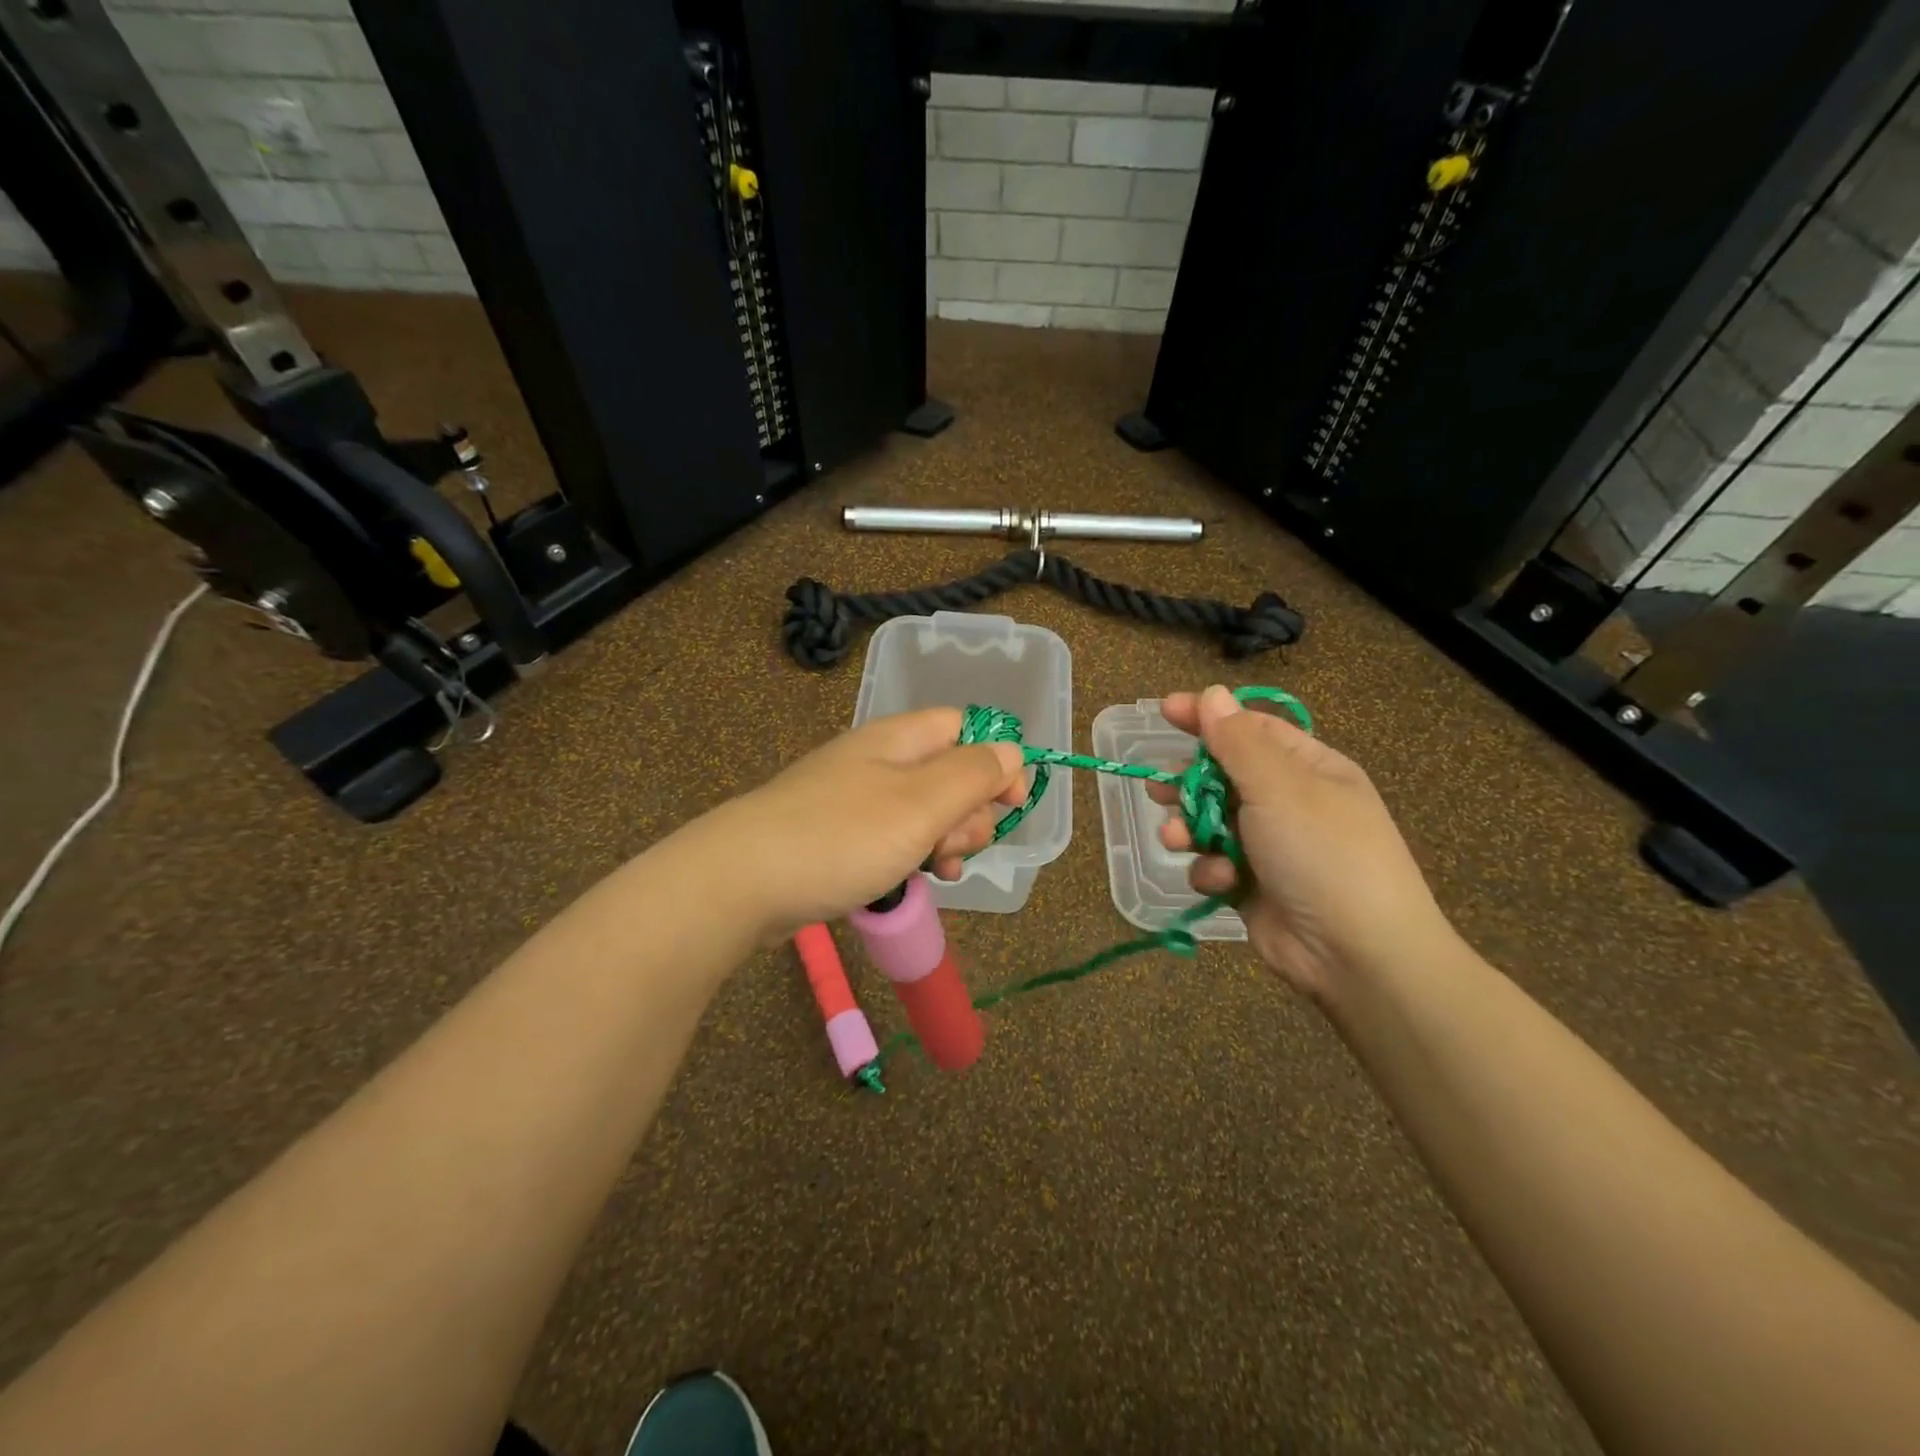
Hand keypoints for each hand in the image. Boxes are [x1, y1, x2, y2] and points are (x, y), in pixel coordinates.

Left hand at [717, 708, 1026, 938]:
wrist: (741, 882)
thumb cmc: (841, 837)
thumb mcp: (920, 804)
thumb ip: (973, 774)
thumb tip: (1012, 752)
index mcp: (899, 739)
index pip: (965, 728)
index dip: (997, 760)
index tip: (1010, 803)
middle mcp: (880, 761)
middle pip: (950, 772)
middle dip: (970, 811)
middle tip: (954, 846)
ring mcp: (857, 799)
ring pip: (925, 811)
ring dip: (946, 839)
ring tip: (939, 870)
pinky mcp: (841, 836)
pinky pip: (896, 837)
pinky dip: (915, 855)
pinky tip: (920, 880)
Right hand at [1150, 685, 1449, 999]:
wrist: (1357, 954)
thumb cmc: (1323, 854)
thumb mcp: (1280, 787)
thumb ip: (1238, 742)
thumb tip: (1213, 694)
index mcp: (1308, 768)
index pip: (1251, 728)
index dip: (1208, 717)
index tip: (1164, 711)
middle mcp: (1289, 802)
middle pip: (1223, 776)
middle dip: (1189, 783)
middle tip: (1159, 788)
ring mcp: (1270, 846)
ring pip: (1210, 822)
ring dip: (1191, 829)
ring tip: (1178, 839)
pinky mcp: (1252, 885)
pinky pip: (1215, 863)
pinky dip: (1211, 870)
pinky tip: (1221, 881)